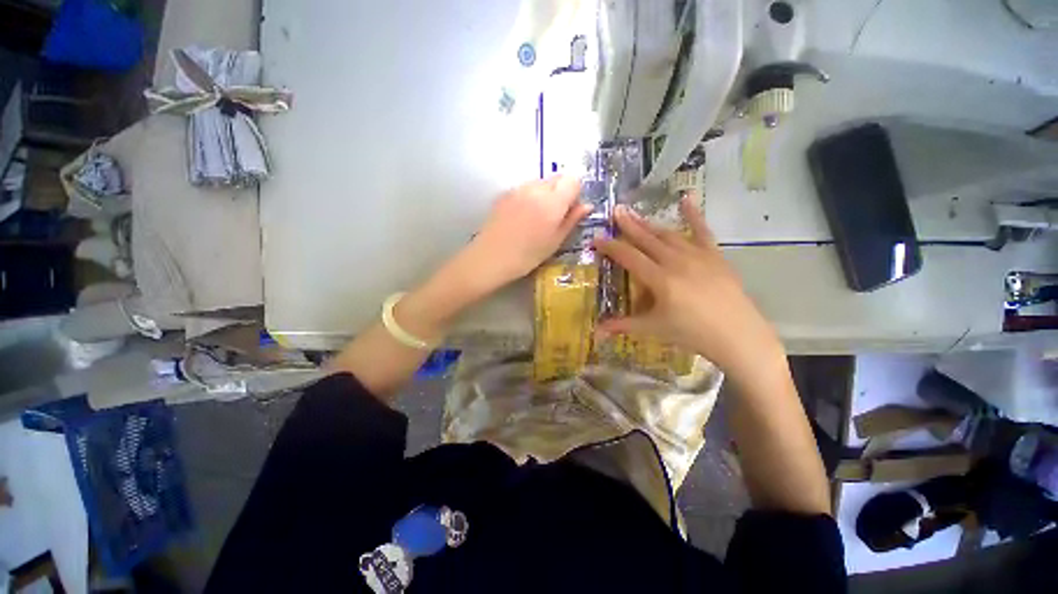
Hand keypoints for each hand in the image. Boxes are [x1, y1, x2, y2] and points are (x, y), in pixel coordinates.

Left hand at [467, 176, 592, 287]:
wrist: (491, 258)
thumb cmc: (528, 255)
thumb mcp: (555, 241)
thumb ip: (572, 220)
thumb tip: (587, 206)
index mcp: (552, 201)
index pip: (573, 180)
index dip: (575, 194)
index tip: (570, 211)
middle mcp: (536, 188)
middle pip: (557, 178)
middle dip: (561, 192)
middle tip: (555, 217)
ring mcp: (518, 189)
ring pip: (540, 183)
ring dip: (545, 195)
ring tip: (536, 219)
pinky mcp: (504, 193)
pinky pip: (524, 189)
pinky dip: (529, 197)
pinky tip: (521, 218)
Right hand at [594, 196, 783, 378]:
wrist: (737, 335)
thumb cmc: (692, 333)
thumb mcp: (653, 329)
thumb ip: (623, 325)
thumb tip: (596, 332)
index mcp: (659, 279)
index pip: (628, 257)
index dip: (610, 246)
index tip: (596, 238)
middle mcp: (676, 261)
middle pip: (646, 239)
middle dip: (628, 225)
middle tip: (615, 211)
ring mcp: (697, 255)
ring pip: (667, 234)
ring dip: (649, 223)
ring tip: (635, 213)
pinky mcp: (714, 255)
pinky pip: (702, 231)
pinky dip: (694, 214)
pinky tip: (686, 198)